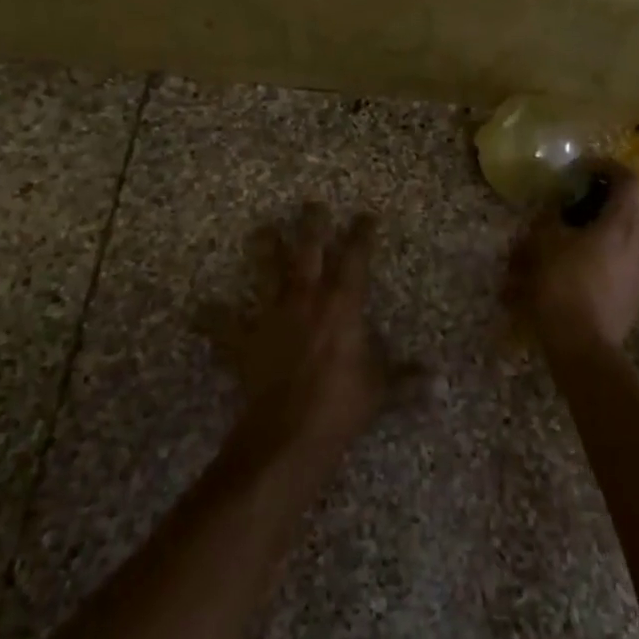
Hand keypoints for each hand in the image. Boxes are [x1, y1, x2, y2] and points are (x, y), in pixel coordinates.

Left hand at [198, 204, 424, 465]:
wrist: (288, 434)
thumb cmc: (341, 405)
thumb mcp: (380, 389)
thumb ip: (406, 379)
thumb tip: (439, 384)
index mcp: (342, 304)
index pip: (356, 258)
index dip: (362, 234)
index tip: (366, 216)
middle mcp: (307, 299)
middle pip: (309, 250)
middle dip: (312, 225)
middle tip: (312, 204)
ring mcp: (273, 317)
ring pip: (268, 272)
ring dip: (265, 250)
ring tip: (262, 229)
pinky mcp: (245, 341)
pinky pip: (224, 326)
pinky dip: (213, 318)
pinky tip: (200, 309)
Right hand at [506, 162, 638, 356]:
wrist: (583, 345)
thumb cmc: (562, 287)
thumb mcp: (544, 244)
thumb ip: (550, 218)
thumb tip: (555, 207)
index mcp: (621, 223)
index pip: (628, 179)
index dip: (607, 166)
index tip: (585, 168)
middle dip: (625, 195)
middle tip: (597, 196)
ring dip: (619, 224)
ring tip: (586, 230)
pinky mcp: (637, 290)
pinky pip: (632, 257)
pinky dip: (615, 249)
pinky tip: (587, 260)